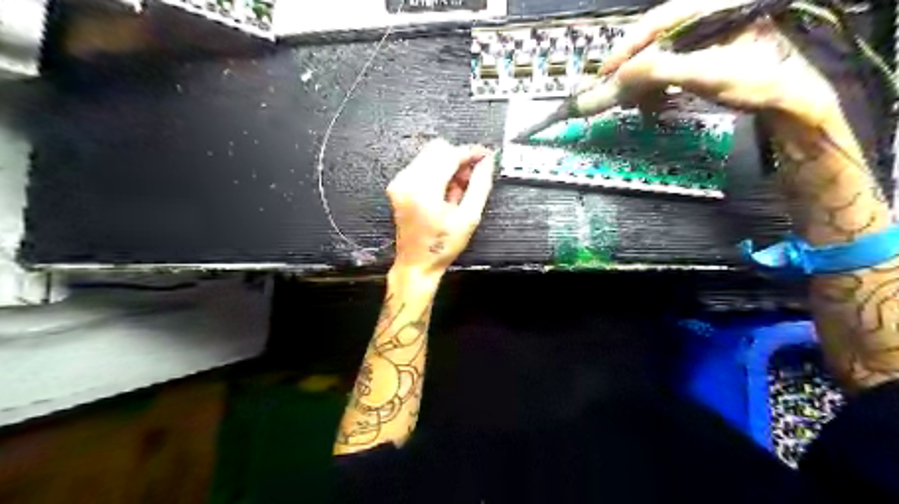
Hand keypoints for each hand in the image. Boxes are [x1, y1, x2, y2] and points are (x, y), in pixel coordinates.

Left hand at [387, 140, 493, 277]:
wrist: (417, 263)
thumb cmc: (442, 246)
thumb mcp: (469, 217)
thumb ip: (480, 185)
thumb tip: (487, 162)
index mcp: (424, 190)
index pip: (449, 155)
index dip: (470, 152)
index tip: (485, 156)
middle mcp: (407, 181)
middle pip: (438, 149)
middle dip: (459, 159)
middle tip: (472, 177)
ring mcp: (399, 182)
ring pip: (430, 155)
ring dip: (448, 166)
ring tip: (458, 191)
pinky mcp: (398, 186)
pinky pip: (421, 165)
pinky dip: (437, 172)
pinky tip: (445, 192)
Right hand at [600, 0, 847, 129]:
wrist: (793, 100)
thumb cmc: (757, 82)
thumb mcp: (706, 74)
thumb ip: (659, 70)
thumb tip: (619, 75)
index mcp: (713, 7)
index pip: (658, 20)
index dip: (627, 47)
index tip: (605, 72)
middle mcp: (710, 14)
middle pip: (656, 37)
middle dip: (633, 67)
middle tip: (613, 90)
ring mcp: (710, 34)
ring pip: (662, 53)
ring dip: (644, 80)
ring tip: (635, 103)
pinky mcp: (709, 53)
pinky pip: (673, 65)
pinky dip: (658, 85)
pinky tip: (654, 102)